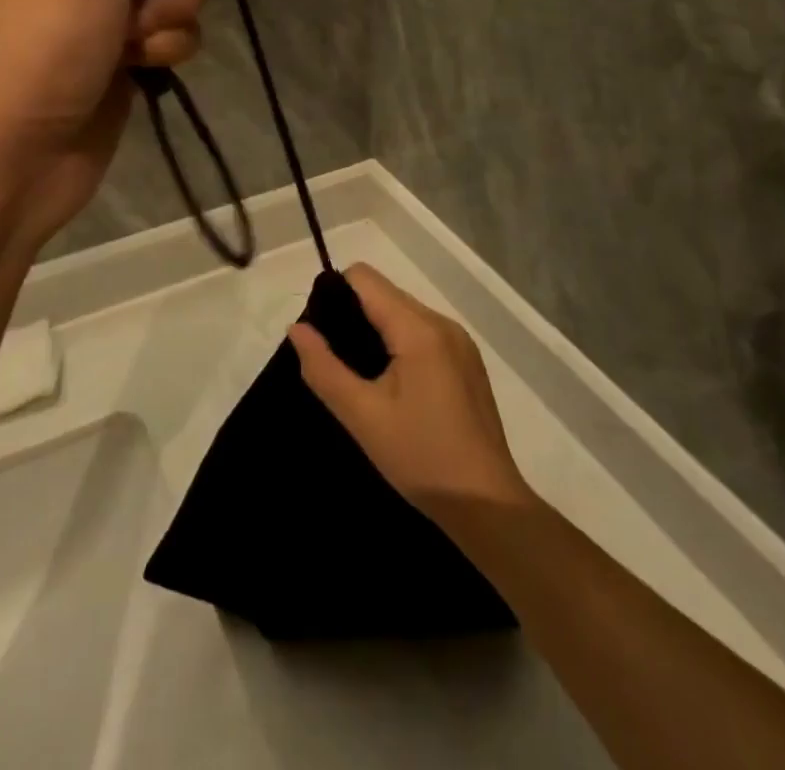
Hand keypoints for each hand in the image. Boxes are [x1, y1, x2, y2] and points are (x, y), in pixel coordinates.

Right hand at [289, 264, 534, 521]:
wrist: (488, 507)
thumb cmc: (422, 458)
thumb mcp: (362, 416)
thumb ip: (324, 367)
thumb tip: (297, 327)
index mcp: (419, 328)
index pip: (364, 278)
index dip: (333, 294)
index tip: (319, 333)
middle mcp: (442, 323)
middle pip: (384, 293)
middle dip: (351, 314)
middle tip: (334, 360)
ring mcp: (459, 342)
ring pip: (402, 312)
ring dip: (374, 331)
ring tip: (358, 375)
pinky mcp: (466, 362)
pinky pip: (421, 332)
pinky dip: (397, 344)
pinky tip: (389, 385)